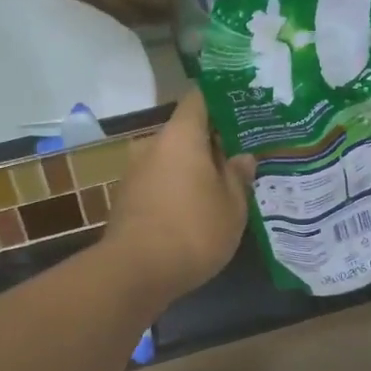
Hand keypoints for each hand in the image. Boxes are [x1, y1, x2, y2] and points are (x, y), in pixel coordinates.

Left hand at [105, 91, 254, 301]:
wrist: (135, 272)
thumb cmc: (193, 230)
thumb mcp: (232, 206)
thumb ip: (237, 176)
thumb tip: (242, 157)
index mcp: (180, 135)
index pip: (199, 98)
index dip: (221, 100)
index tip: (244, 109)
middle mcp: (152, 144)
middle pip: (185, 132)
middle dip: (211, 142)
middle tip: (240, 156)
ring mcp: (134, 172)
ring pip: (171, 159)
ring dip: (192, 169)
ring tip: (221, 187)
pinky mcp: (126, 199)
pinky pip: (159, 182)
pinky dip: (176, 189)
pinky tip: (195, 209)